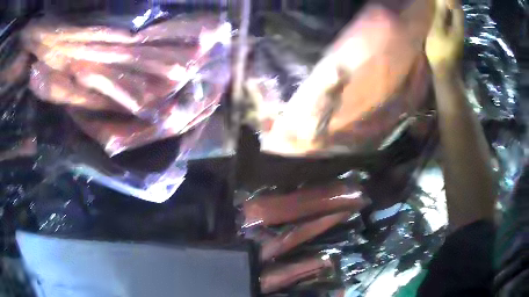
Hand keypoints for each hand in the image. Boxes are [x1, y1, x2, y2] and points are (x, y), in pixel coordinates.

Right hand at [426, 0, 463, 74]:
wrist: (446, 73)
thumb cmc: (440, 50)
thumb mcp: (438, 29)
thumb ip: (440, 13)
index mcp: (458, 26)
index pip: (457, 7)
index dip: (450, 0)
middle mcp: (460, 29)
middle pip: (457, 12)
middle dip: (450, 4)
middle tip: (439, 1)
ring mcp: (458, 36)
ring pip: (455, 18)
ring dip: (448, 10)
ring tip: (439, 5)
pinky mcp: (455, 40)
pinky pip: (452, 24)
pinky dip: (447, 17)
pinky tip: (441, 17)